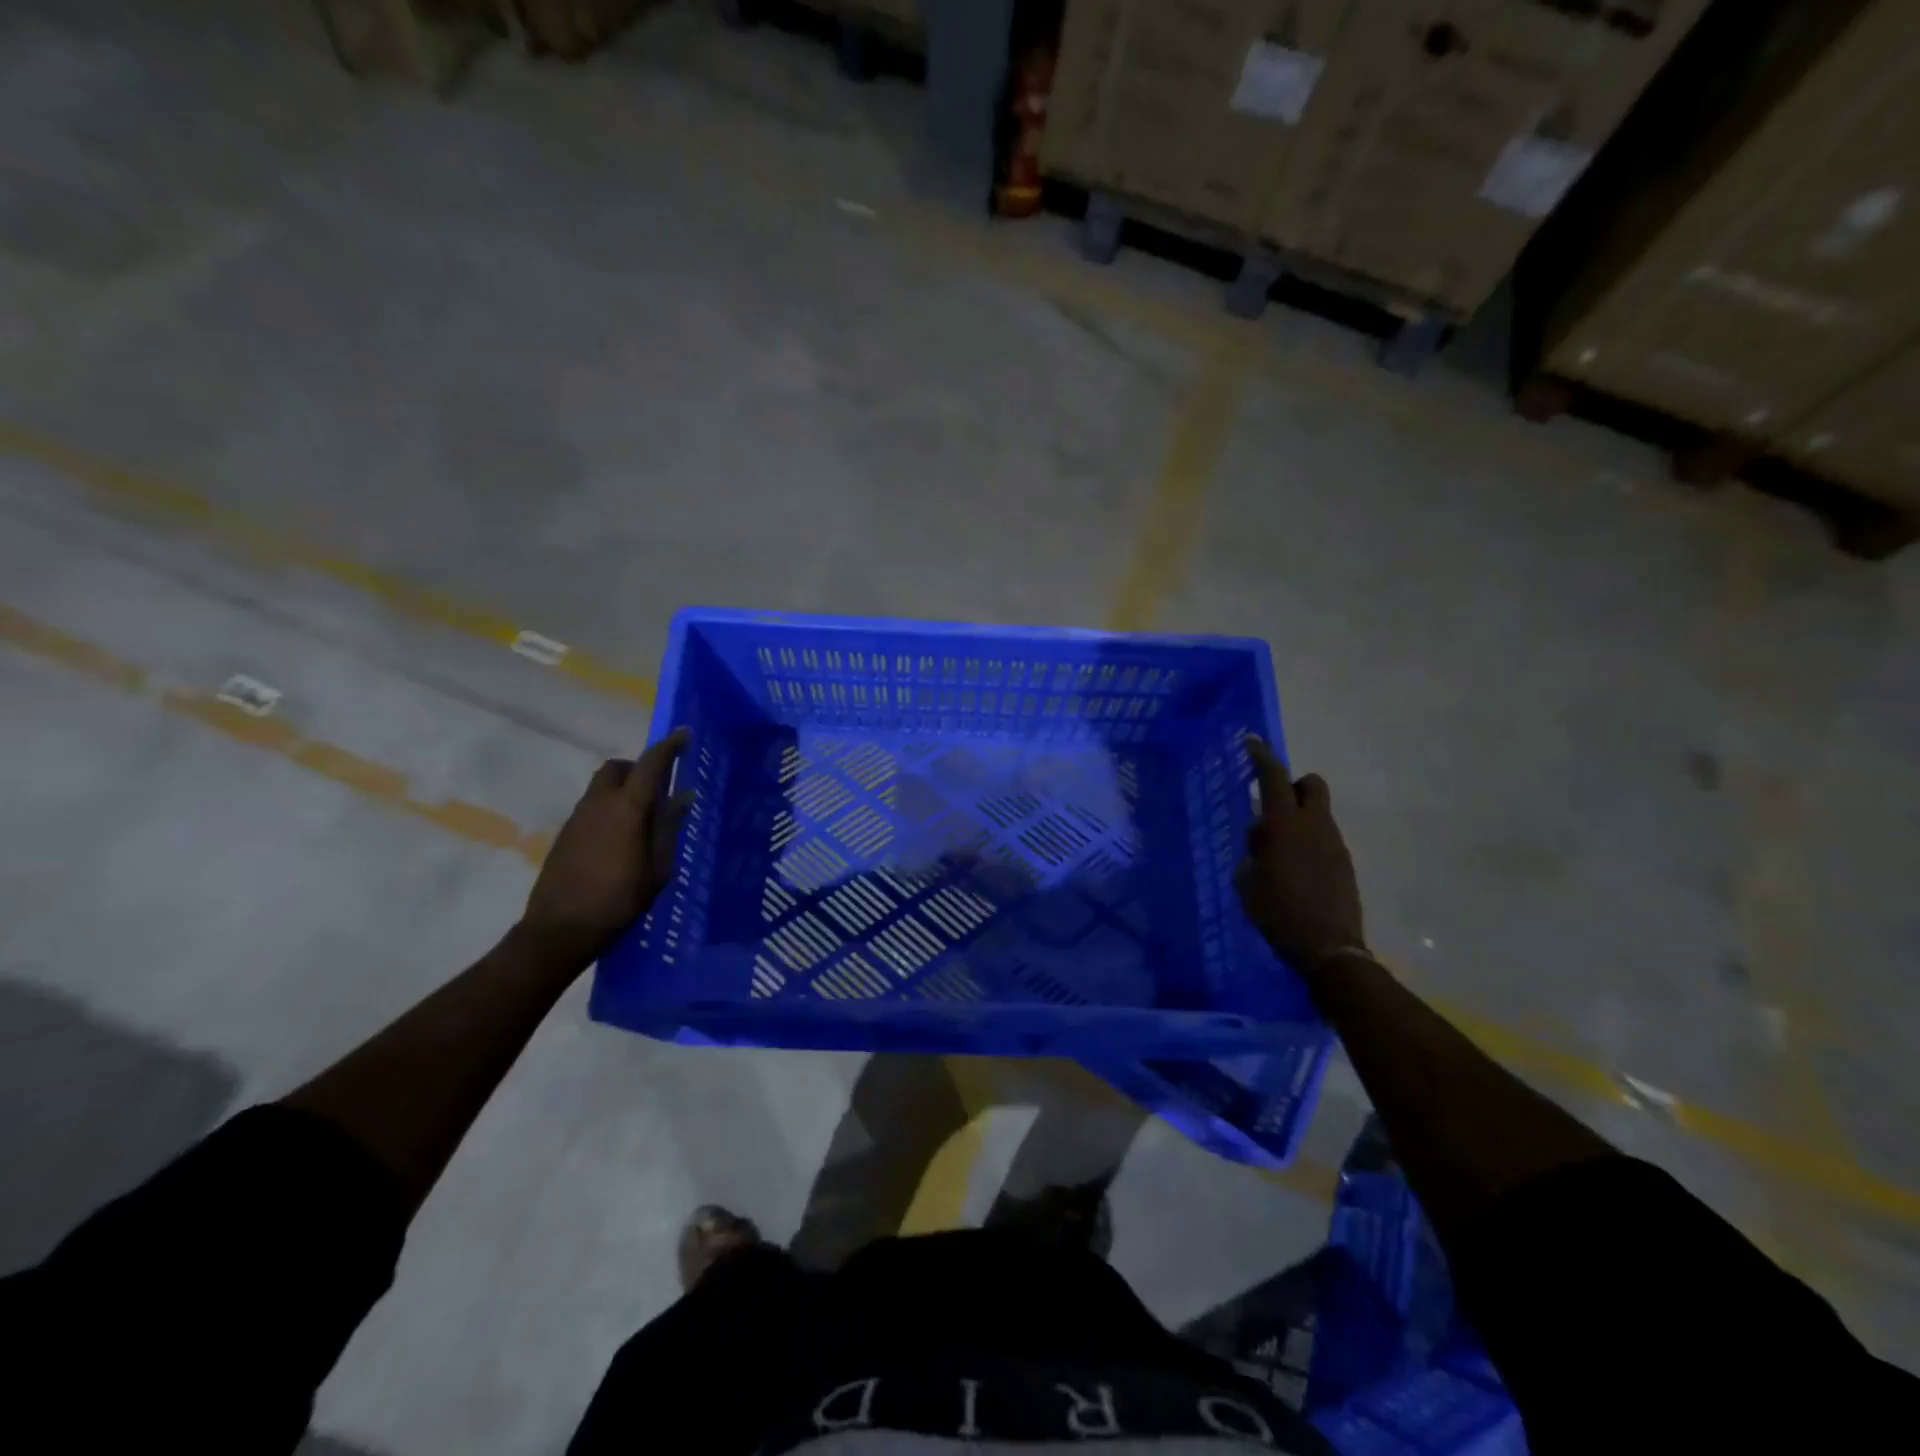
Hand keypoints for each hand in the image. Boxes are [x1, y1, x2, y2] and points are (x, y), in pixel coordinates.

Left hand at [520, 729, 690, 966]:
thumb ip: (668, 828)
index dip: (668, 747)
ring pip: (602, 787)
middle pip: (617, 768)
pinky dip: (610, 808)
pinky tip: (620, 839)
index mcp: (627, 808)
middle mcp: (599, 803)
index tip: (683, 735)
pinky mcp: (565, 834)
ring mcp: (577, 818)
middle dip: (638, 768)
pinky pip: (592, 807)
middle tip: (658, 787)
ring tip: (643, 818)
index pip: (650, 765)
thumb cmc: (619, 899)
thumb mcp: (657, 868)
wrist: (560, 929)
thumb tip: (682, 797)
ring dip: (623, 789)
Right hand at [1236, 737, 1365, 976]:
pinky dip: (1309, 841)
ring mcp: (1334, 844)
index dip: (1262, 757)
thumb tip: (1260, 841)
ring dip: (1300, 818)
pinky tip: (1296, 870)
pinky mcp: (1344, 863)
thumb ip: (1252, 852)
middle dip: (1293, 785)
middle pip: (1310, 784)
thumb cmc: (1277, 911)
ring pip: (1318, 813)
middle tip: (1272, 806)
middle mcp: (1314, 825)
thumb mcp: (1247, 881)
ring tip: (1279, 850)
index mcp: (1285, 825)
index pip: (1274, 778)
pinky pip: (1324, 838)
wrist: (1328, 948)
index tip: (1251, 741)